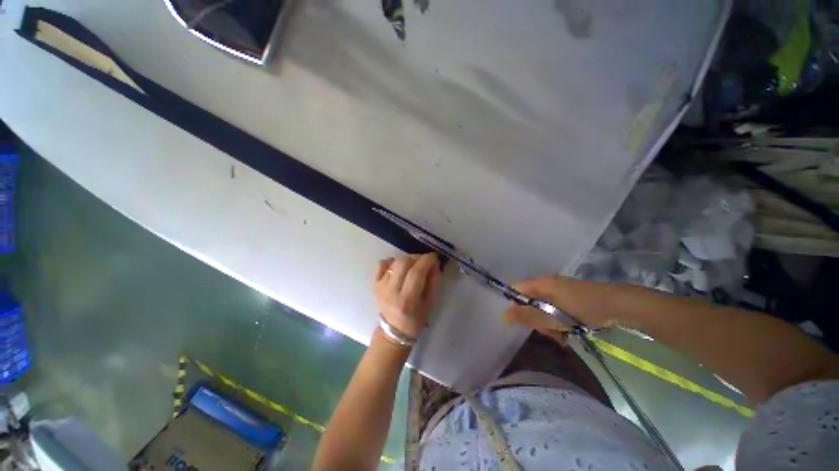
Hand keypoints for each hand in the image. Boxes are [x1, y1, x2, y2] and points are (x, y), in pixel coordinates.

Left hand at [374, 253, 441, 340]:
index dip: (427, 260)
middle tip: (424, 262)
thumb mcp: (431, 303)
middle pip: (403, 263)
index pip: (416, 273)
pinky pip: (381, 263)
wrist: (394, 329)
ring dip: (407, 259)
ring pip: (394, 261)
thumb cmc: (416, 318)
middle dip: (417, 258)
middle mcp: (391, 292)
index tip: (434, 257)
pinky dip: (392, 261)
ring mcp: (380, 286)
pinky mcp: (374, 283)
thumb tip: (434, 263)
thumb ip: (434, 282)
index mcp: (407, 300)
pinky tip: (398, 268)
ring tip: (413, 265)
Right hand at [503, 277, 610, 344]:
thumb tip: (503, 315)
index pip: (515, 290)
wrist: (618, 305)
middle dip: (535, 319)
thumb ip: (527, 316)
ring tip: (562, 335)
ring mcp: (558, 290)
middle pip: (529, 302)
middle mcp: (546, 285)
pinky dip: (558, 322)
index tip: (522, 321)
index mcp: (539, 284)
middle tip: (548, 331)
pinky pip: (555, 310)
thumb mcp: (551, 317)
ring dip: (548, 324)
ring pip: (542, 308)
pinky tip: (568, 332)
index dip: (515, 305)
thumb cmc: (581, 309)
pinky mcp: (569, 298)